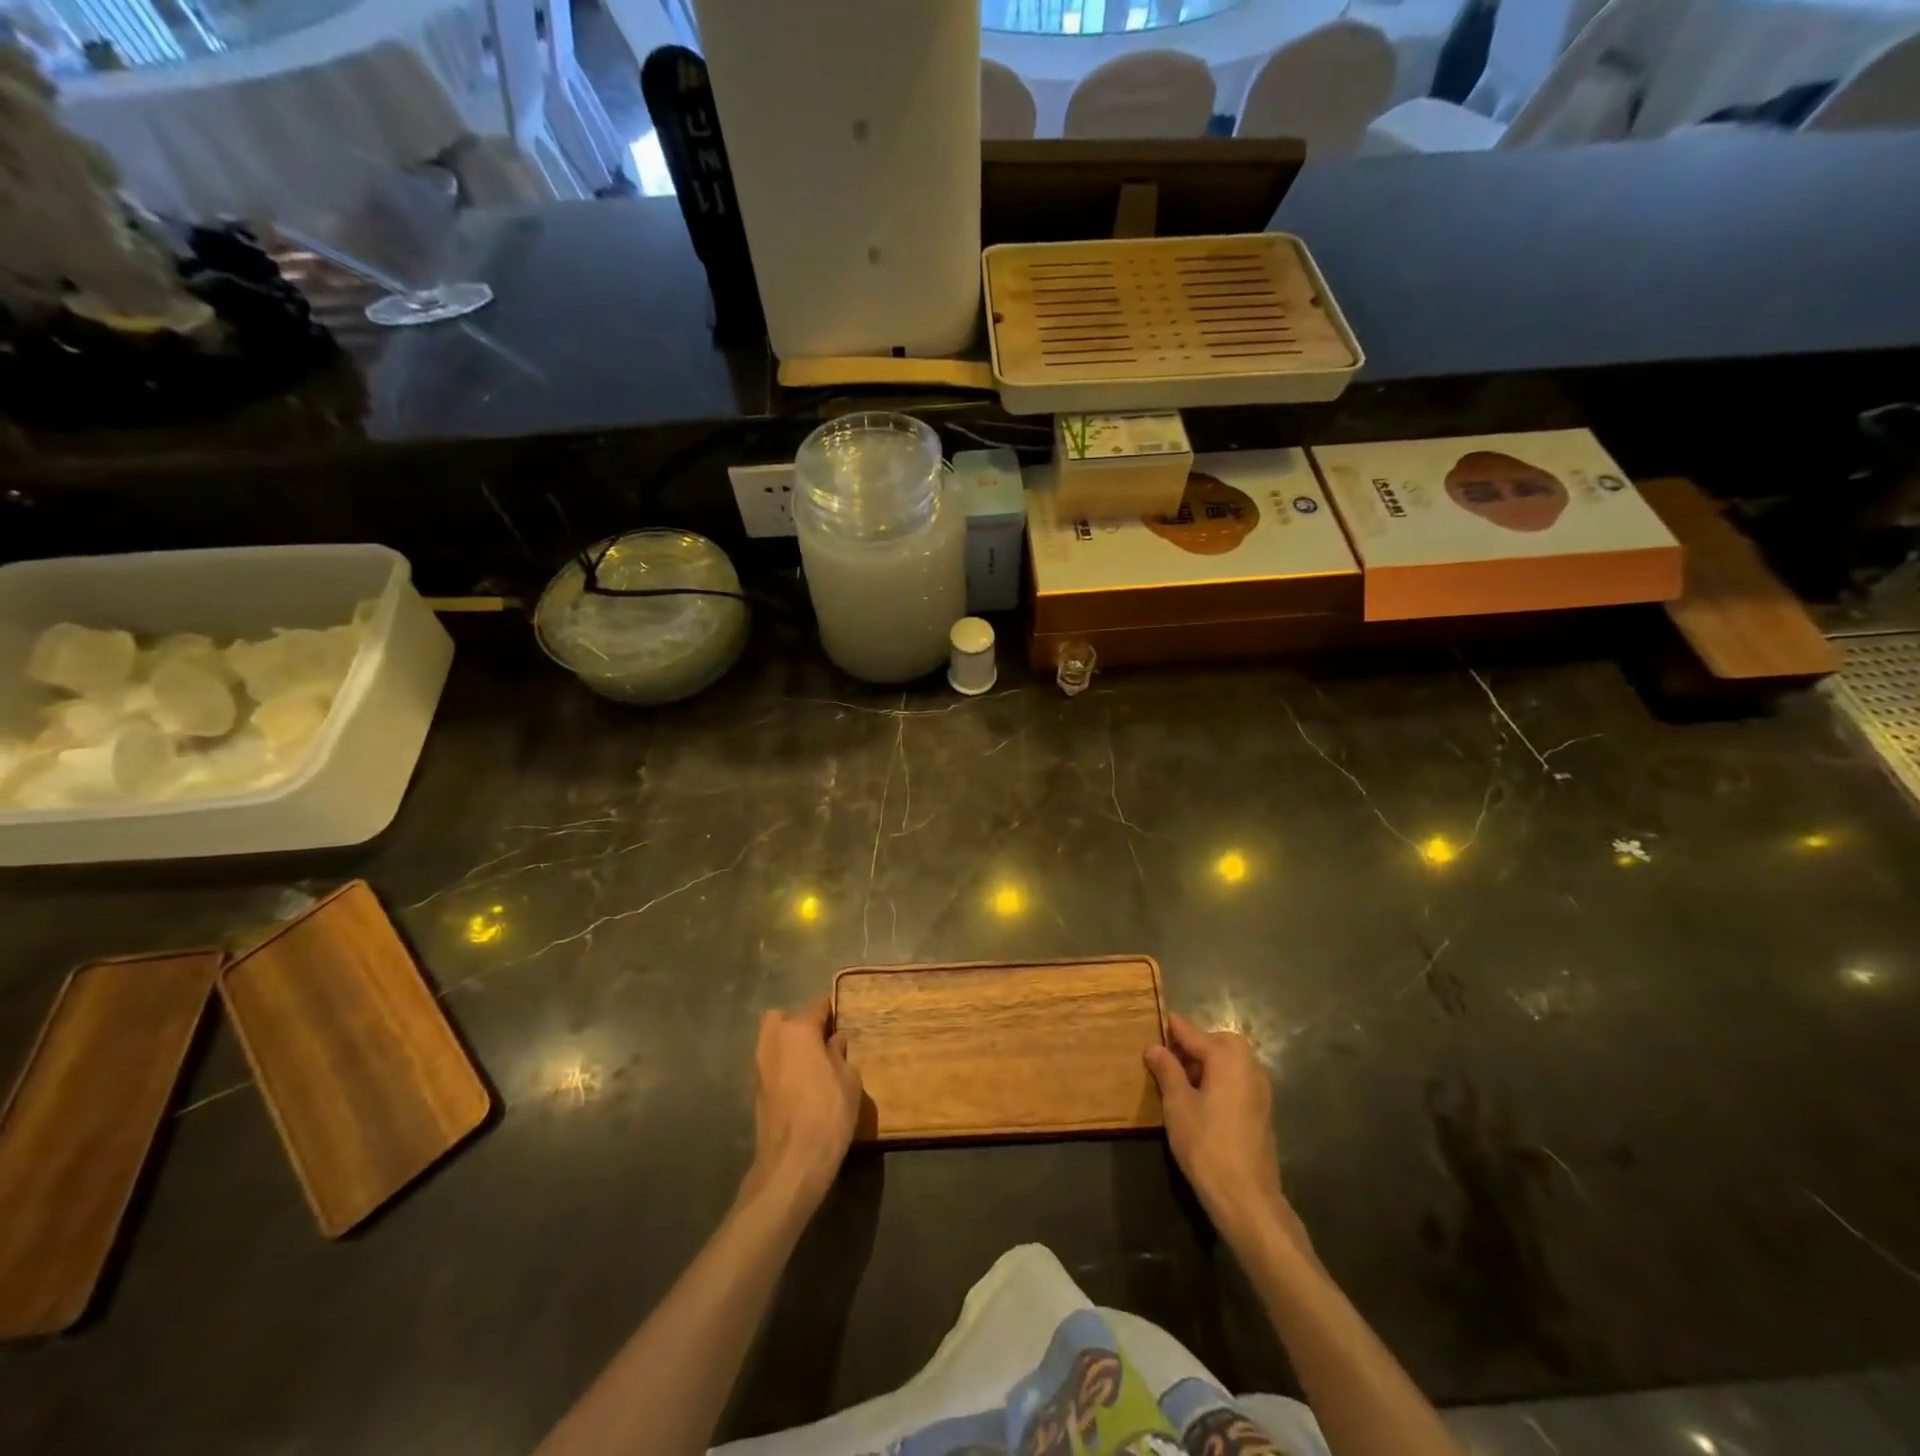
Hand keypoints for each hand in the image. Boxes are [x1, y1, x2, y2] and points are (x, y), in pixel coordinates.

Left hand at [746, 997, 862, 1208]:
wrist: (792, 1163)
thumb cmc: (828, 1113)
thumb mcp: (848, 1080)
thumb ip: (840, 1054)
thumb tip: (834, 1041)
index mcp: (798, 1031)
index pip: (818, 1006)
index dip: (832, 1007)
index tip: (844, 1010)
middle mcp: (773, 1041)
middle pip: (782, 1018)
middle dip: (799, 1022)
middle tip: (821, 1038)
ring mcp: (759, 1067)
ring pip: (772, 1041)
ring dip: (789, 1045)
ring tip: (813, 1062)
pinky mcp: (755, 1091)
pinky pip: (771, 1064)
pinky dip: (783, 1066)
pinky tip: (802, 1083)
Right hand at [1146, 1013, 1305, 1251]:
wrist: (1246, 1196)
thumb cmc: (1206, 1144)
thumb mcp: (1177, 1104)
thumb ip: (1167, 1070)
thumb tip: (1154, 1047)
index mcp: (1227, 1059)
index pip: (1194, 1034)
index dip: (1174, 1028)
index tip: (1160, 1018)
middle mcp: (1249, 1067)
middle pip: (1220, 1043)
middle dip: (1197, 1045)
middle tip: (1171, 1059)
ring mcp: (1261, 1090)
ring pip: (1232, 1062)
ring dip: (1210, 1063)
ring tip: (1183, 1081)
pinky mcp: (1263, 1110)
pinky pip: (1239, 1080)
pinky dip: (1222, 1079)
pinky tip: (1204, 1099)